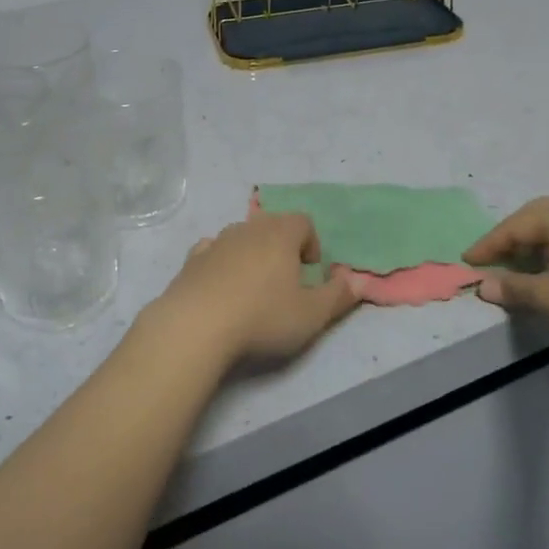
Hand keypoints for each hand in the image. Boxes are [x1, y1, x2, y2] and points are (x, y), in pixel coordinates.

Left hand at [147, 212, 362, 371]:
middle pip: (272, 225)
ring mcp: (216, 242)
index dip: (311, 243)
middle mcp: (248, 229)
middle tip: (285, 281)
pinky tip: (221, 288)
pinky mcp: (191, 260)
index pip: (303, 222)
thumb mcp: (312, 315)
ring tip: (253, 288)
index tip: (310, 272)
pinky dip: (221, 262)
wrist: (195, 326)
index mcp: (281, 234)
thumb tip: (357, 281)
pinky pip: (212, 251)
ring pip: (241, 237)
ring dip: (251, 254)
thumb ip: (338, 296)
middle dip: (282, 246)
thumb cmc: (263, 317)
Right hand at [465, 193, 548, 349]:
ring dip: (547, 231)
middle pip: (540, 214)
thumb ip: (513, 288)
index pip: (514, 227)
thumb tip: (484, 285)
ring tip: (538, 249)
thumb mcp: (548, 296)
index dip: (489, 245)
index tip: (469, 260)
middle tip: (499, 254)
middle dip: (516, 234)